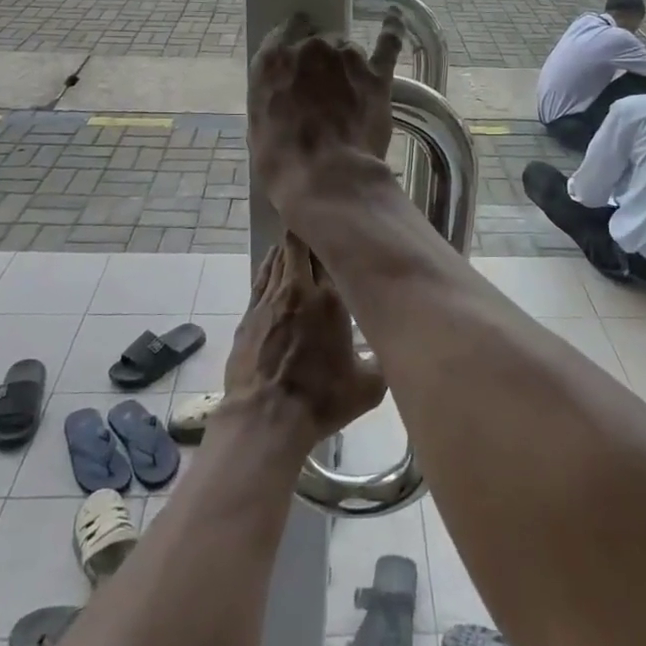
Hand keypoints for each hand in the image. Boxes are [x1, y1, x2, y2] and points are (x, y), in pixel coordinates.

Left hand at [224, 236, 386, 446]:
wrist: (264, 419)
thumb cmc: (320, 399)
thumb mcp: (368, 387)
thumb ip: (384, 361)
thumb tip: (396, 350)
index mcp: (330, 300)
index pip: (330, 254)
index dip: (333, 238)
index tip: (341, 230)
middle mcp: (298, 289)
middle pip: (299, 245)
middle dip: (307, 233)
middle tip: (318, 226)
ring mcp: (269, 300)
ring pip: (278, 258)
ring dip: (288, 247)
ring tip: (298, 239)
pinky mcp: (249, 315)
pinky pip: (261, 278)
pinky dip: (270, 266)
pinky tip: (274, 262)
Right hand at [247, 9, 404, 211]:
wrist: (327, 179)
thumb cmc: (284, 162)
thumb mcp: (260, 127)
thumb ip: (273, 96)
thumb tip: (286, 95)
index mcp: (273, 60)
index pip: (284, 32)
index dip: (293, 43)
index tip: (297, 54)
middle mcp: (309, 48)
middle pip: (318, 41)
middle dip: (320, 60)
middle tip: (322, 89)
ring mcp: (346, 58)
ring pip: (347, 49)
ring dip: (347, 63)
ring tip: (349, 91)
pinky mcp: (377, 75)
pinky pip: (388, 43)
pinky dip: (392, 30)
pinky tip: (394, 18)